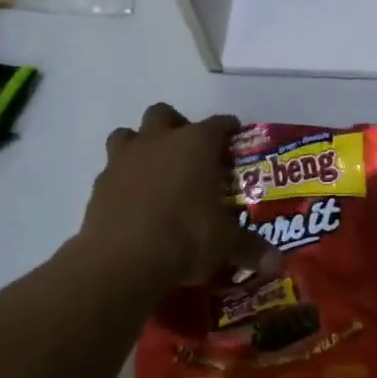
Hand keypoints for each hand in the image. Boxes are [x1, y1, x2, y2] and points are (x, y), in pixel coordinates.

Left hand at [69, 104, 280, 288]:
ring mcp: (124, 159)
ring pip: (128, 133)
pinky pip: (111, 169)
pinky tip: (134, 200)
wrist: (121, 261)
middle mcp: (159, 141)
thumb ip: (251, 249)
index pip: (219, 124)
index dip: (229, 129)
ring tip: (155, 169)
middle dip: (176, 126)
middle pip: (164, 114)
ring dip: (141, 144)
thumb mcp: (226, 245)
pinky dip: (123, 178)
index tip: (235, 139)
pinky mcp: (99, 184)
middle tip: (189, 152)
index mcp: (196, 144)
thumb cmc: (185, 237)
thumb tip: (277, 264)